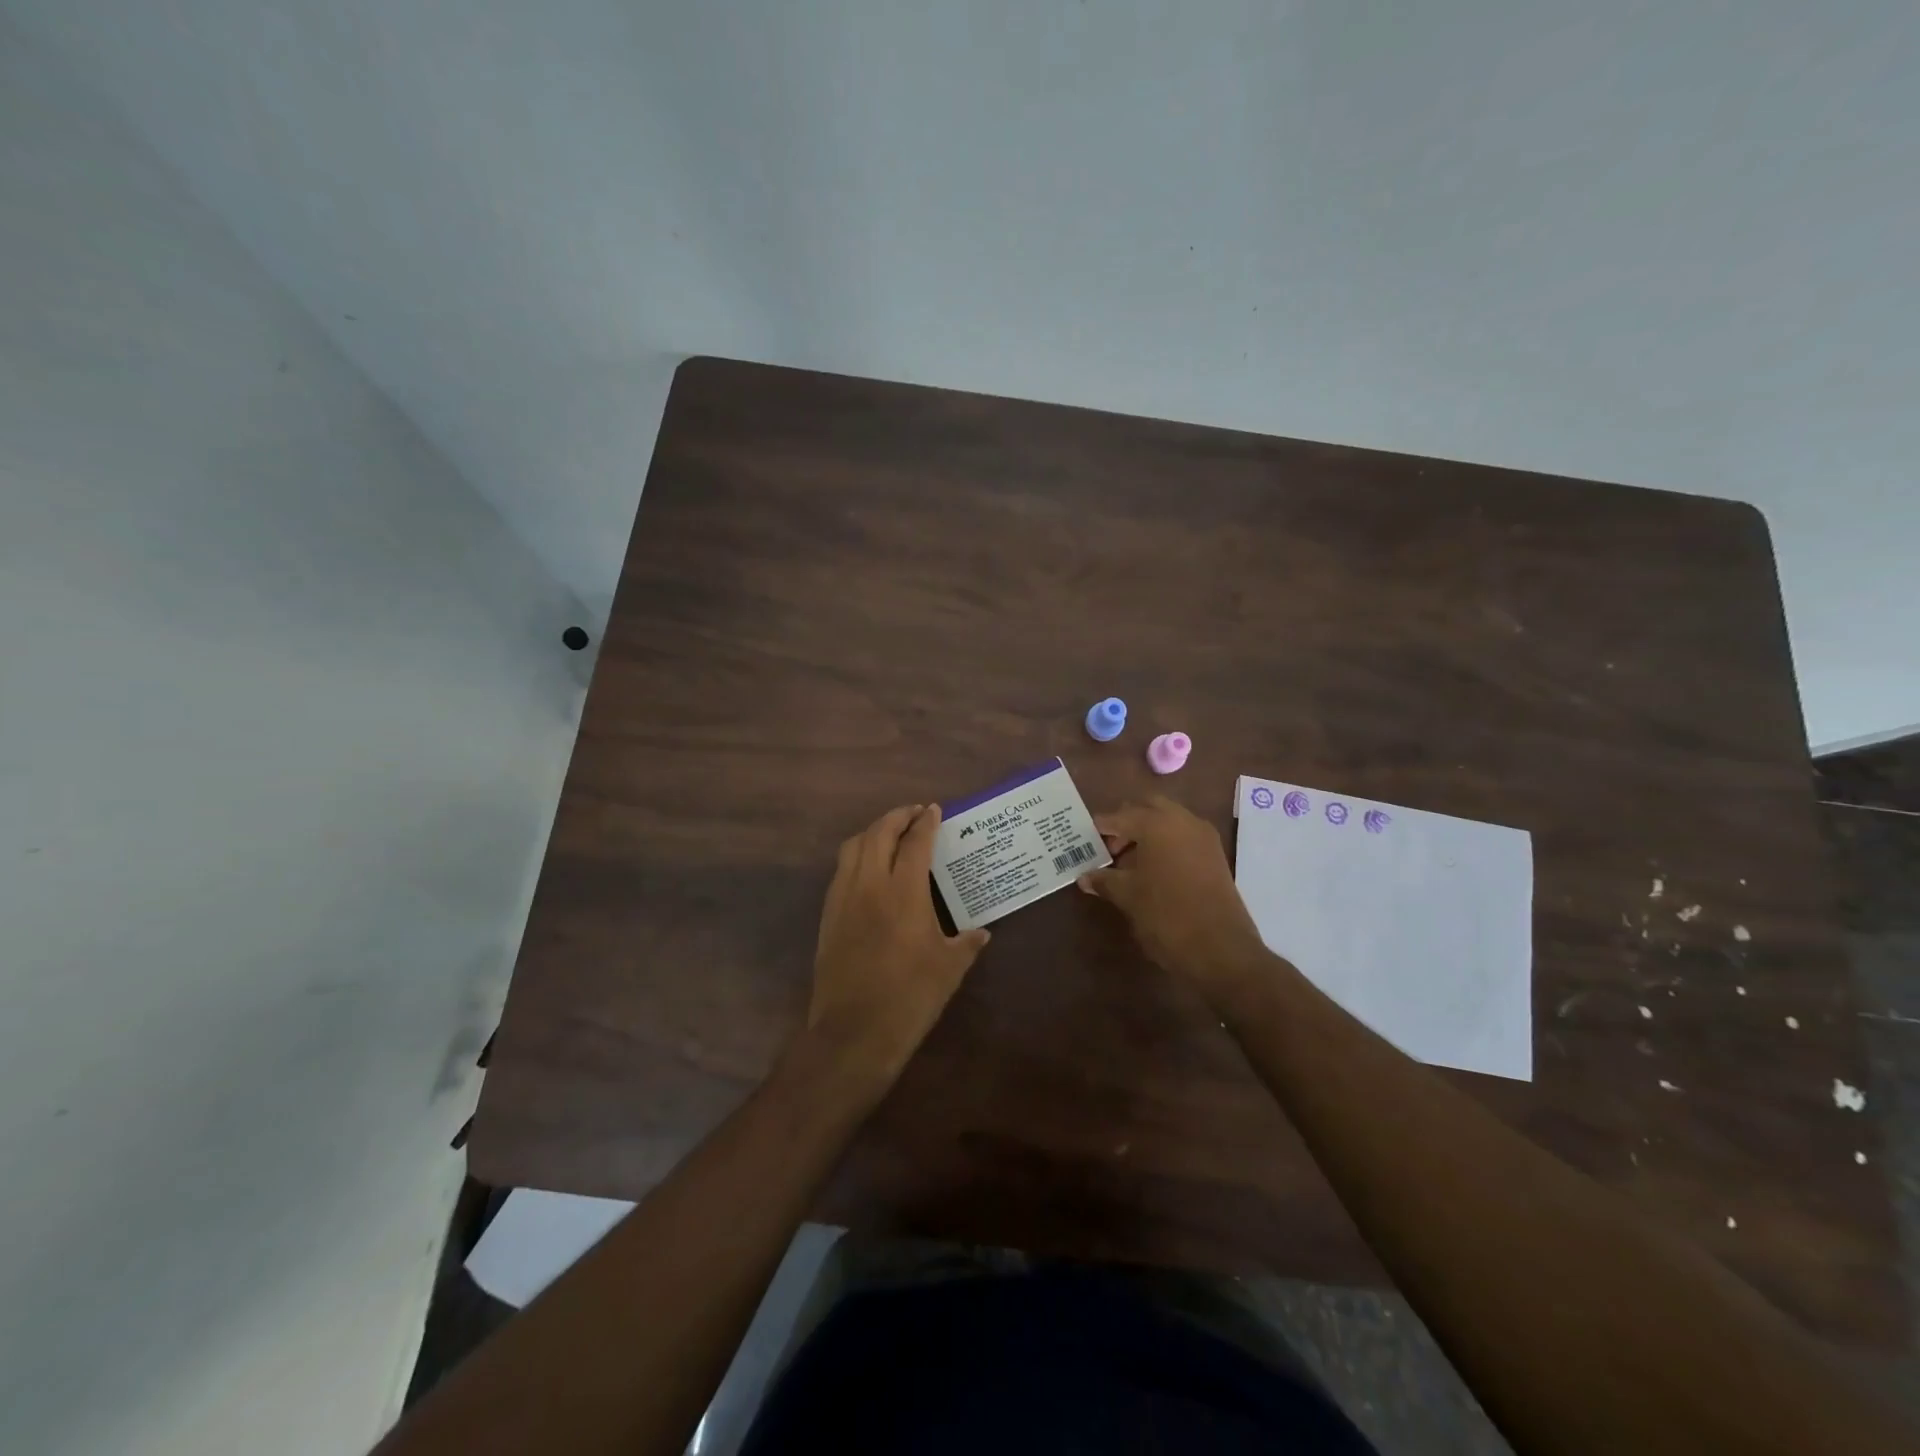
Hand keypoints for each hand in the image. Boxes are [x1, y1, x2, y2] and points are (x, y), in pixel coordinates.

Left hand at [808, 804, 990, 1086]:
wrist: (854, 1032)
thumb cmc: (909, 997)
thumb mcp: (949, 969)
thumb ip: (967, 944)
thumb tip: (982, 933)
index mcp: (904, 892)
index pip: (915, 842)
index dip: (926, 822)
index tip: (934, 810)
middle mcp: (870, 884)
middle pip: (879, 833)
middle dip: (897, 816)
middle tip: (914, 814)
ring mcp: (843, 898)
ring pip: (853, 847)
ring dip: (873, 832)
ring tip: (890, 835)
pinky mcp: (828, 916)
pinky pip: (841, 870)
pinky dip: (857, 856)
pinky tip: (869, 870)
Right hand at [1077, 796, 1270, 996]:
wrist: (1220, 948)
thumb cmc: (1166, 915)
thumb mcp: (1128, 897)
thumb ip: (1104, 880)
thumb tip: (1084, 877)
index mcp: (1156, 823)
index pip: (1119, 816)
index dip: (1099, 828)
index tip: (1083, 841)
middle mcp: (1182, 820)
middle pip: (1147, 807)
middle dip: (1126, 822)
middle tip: (1110, 847)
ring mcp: (1203, 836)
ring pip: (1168, 820)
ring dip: (1147, 833)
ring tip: (1128, 862)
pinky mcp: (1215, 855)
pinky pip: (1184, 836)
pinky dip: (1166, 843)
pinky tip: (1152, 870)